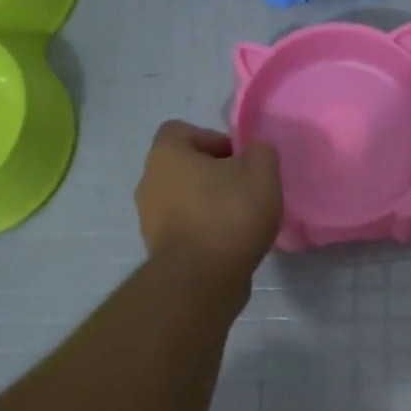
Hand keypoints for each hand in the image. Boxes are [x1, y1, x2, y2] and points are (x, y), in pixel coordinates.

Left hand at [135, 121, 281, 281]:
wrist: (202, 279)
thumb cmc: (229, 215)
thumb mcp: (262, 173)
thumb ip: (261, 152)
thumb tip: (254, 153)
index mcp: (166, 154)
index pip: (182, 131)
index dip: (213, 139)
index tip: (239, 160)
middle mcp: (149, 181)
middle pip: (183, 167)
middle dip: (214, 175)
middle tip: (245, 190)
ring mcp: (149, 218)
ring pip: (183, 200)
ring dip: (208, 205)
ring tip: (240, 221)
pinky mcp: (159, 250)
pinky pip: (185, 229)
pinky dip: (204, 231)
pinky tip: (230, 244)